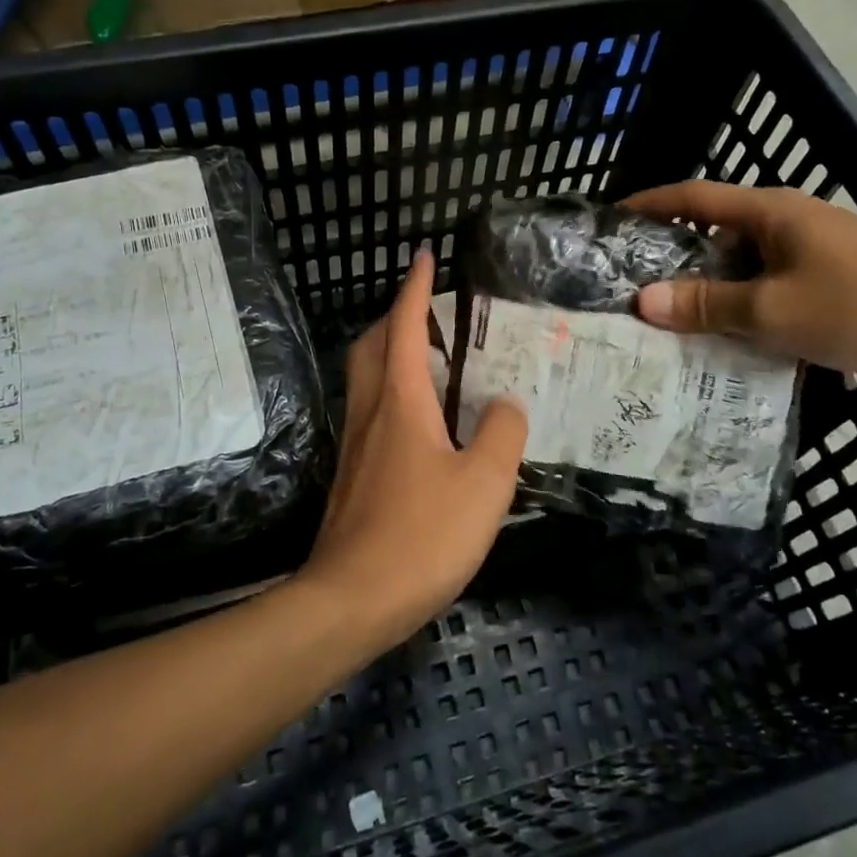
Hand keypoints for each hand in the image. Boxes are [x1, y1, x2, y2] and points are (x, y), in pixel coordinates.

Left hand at [299, 251, 527, 650]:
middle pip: (373, 344)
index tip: (425, 257)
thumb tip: (504, 405)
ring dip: (391, 351)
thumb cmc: (422, 534)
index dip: (416, 288)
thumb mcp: (484, 483)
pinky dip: (392, 390)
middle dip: (396, 315)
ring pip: (366, 376)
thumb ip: (502, 433)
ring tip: (430, 356)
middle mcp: (371, 411)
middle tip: (429, 309)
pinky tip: (421, 419)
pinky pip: (371, 409)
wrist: (352, 599)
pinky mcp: (353, 473)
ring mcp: (356, 443)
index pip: (406, 327)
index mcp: (401, 400)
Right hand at [624, 181, 856, 388]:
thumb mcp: (772, 309)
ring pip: (743, 272)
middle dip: (673, 259)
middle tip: (632, 288)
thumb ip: (708, 304)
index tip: (611, 219)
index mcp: (769, 213)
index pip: (694, 196)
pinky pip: (772, 297)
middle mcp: (787, 226)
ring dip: (710, 294)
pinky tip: (726, 347)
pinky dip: (746, 316)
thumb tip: (644, 301)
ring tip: (669, 324)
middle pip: (714, 235)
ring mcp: (812, 257)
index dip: (650, 204)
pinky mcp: (832, 289)